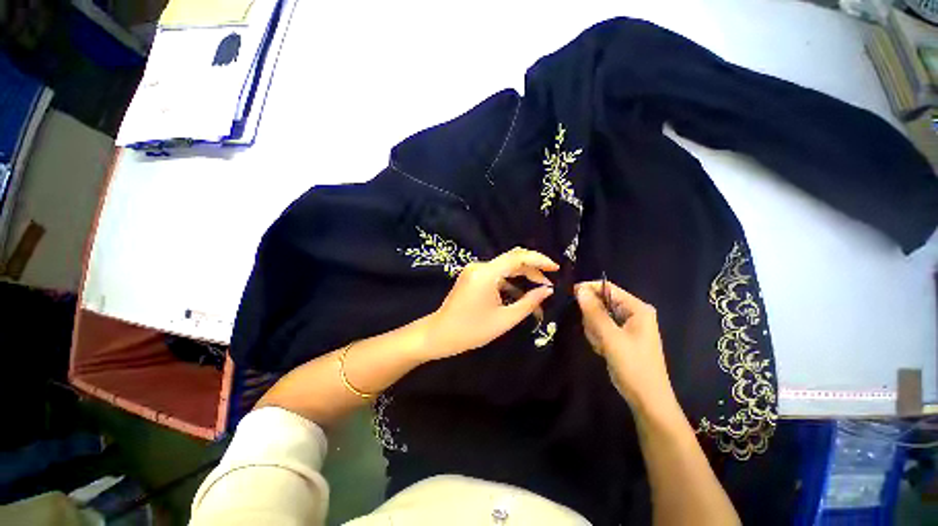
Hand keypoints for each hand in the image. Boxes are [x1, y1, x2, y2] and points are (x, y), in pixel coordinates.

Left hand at [420, 247, 557, 359]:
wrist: (440, 334)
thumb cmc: (472, 330)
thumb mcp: (504, 319)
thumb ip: (529, 302)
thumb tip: (547, 290)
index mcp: (486, 274)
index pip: (517, 257)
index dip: (539, 260)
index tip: (555, 268)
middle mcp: (480, 266)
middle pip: (512, 260)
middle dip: (532, 269)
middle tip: (548, 284)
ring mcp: (474, 270)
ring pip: (505, 267)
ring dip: (522, 276)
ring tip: (539, 289)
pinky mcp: (472, 276)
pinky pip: (496, 274)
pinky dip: (509, 281)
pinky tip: (520, 293)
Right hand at [575, 281, 677, 413]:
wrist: (646, 398)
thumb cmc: (633, 366)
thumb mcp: (611, 337)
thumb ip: (594, 312)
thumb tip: (580, 289)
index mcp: (637, 308)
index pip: (608, 288)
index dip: (589, 288)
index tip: (571, 294)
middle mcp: (633, 313)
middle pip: (602, 302)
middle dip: (593, 317)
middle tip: (595, 333)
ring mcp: (626, 325)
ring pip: (598, 316)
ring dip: (594, 329)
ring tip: (601, 345)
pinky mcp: (620, 336)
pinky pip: (601, 328)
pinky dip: (597, 337)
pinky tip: (603, 349)